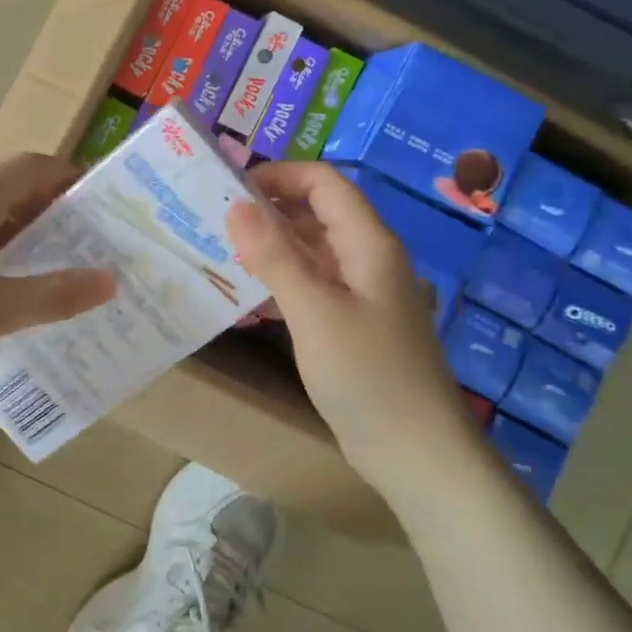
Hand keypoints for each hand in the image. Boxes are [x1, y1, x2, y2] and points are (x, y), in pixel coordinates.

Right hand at [227, 162, 476, 486]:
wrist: (417, 455)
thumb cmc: (368, 375)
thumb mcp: (314, 311)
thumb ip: (274, 256)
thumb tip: (235, 204)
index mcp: (368, 243)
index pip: (323, 183)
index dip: (278, 176)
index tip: (229, 189)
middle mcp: (367, 258)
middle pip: (317, 212)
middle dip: (268, 208)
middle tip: (214, 219)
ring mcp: (361, 292)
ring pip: (312, 249)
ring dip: (271, 245)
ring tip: (221, 250)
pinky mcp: (351, 323)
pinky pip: (312, 283)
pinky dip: (281, 279)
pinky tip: (247, 292)